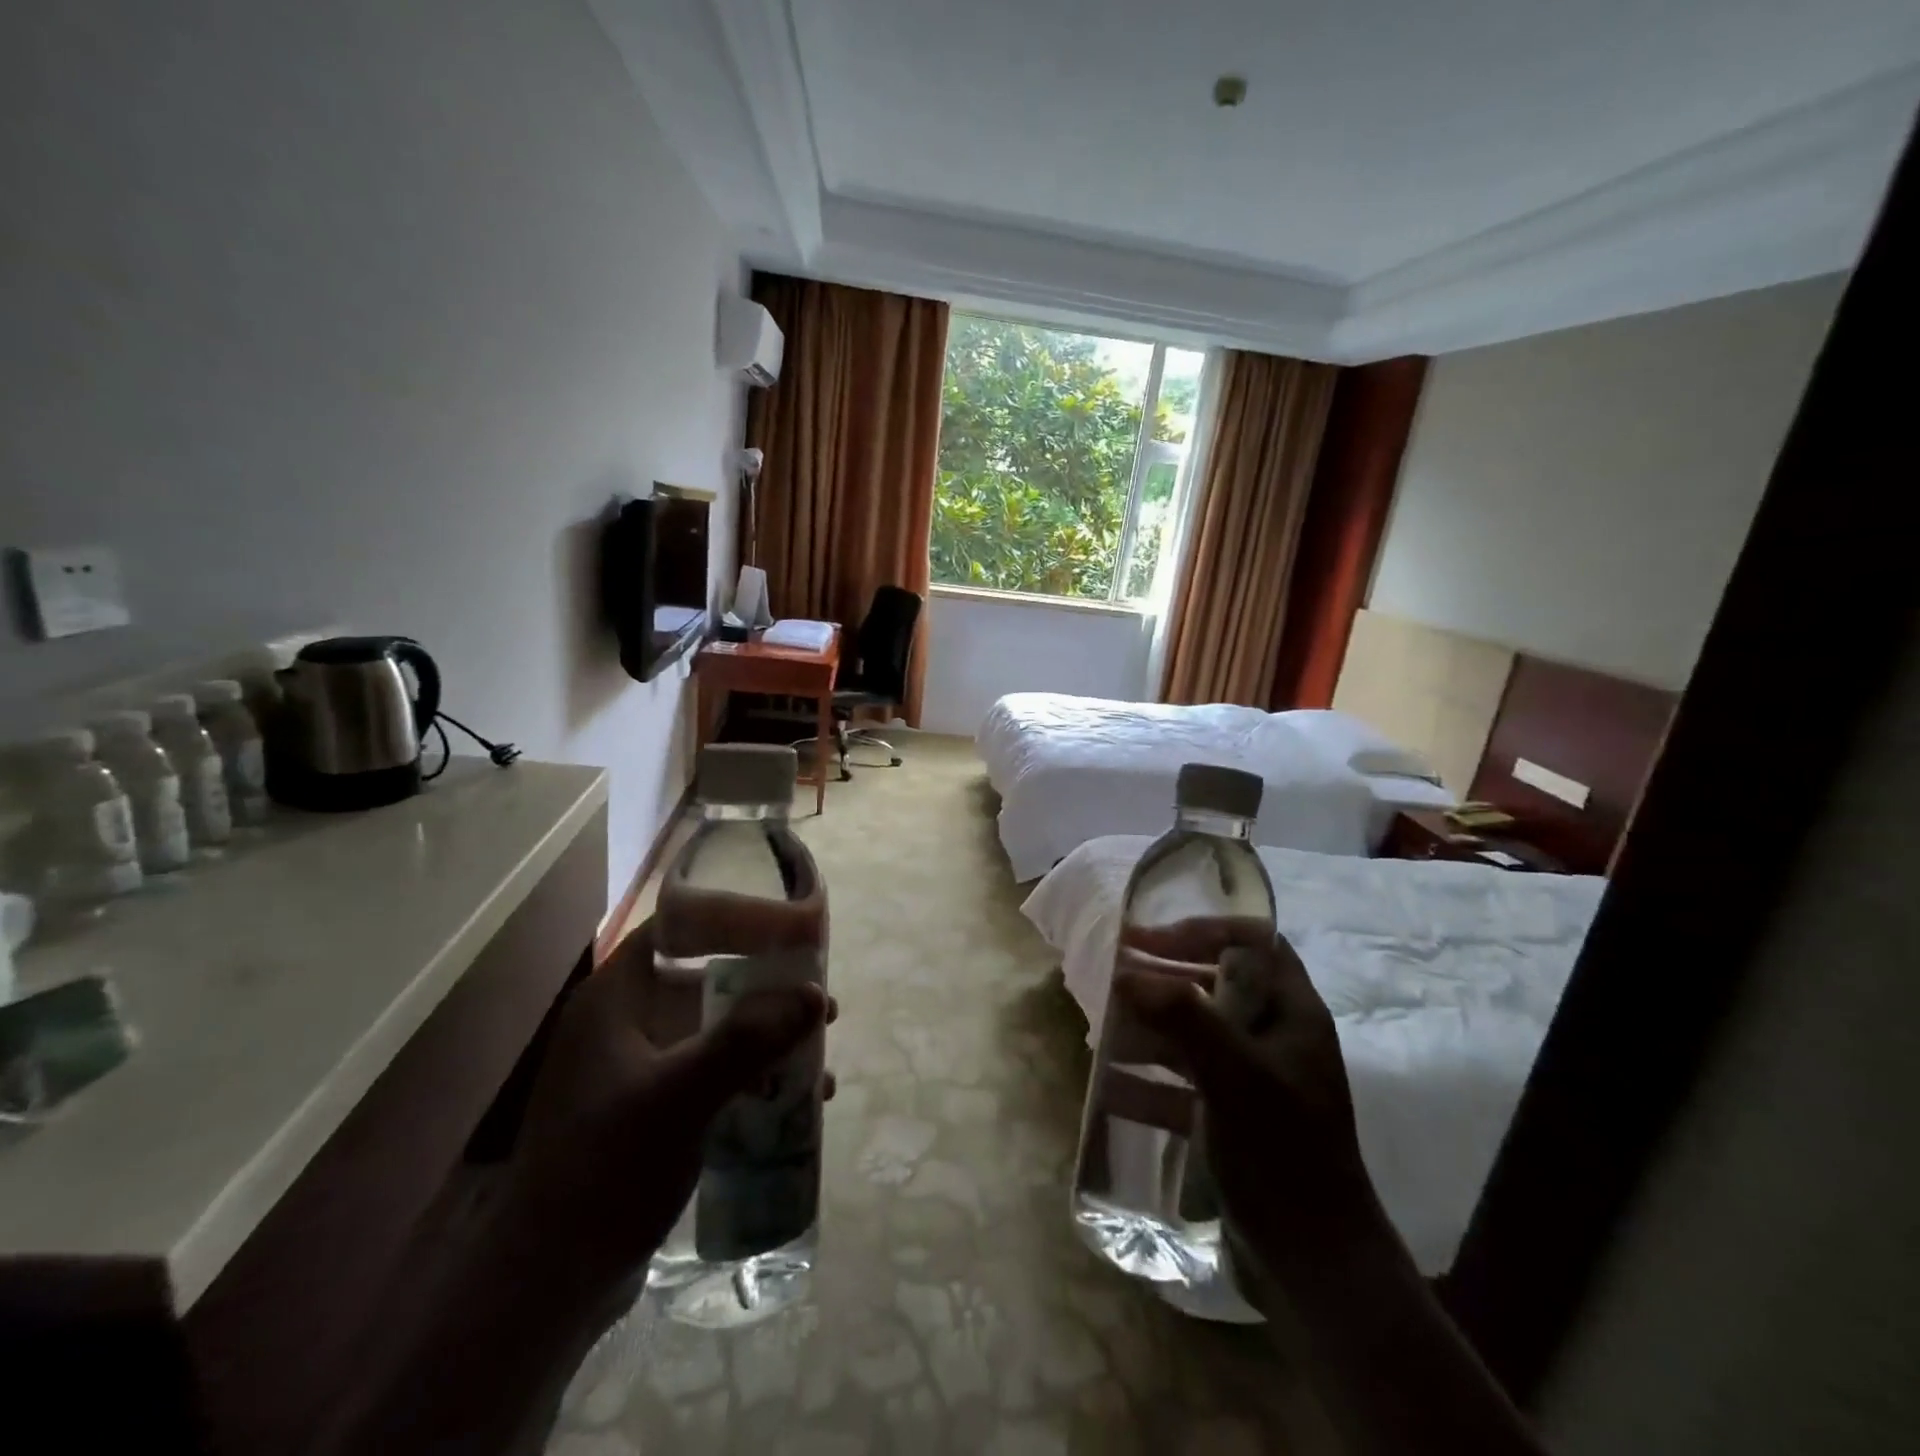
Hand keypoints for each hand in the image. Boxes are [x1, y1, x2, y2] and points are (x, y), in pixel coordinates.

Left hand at [496, 917, 832, 1303]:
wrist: (547, 1287)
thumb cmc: (605, 1171)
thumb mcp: (681, 1096)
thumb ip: (748, 1040)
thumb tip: (813, 994)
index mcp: (615, 1001)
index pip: (674, 929)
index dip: (728, 917)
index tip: (784, 926)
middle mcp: (624, 1025)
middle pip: (704, 980)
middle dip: (764, 986)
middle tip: (814, 994)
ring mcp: (636, 1071)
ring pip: (714, 1030)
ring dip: (765, 1034)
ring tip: (818, 1046)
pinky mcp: (651, 1112)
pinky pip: (712, 1074)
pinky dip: (752, 1076)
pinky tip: (796, 1100)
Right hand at [1114, 924, 1375, 1280]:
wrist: (1314, 1263)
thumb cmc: (1283, 1151)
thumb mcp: (1235, 1075)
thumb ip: (1184, 1016)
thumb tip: (1126, 971)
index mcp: (1292, 1014)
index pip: (1254, 943)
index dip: (1204, 930)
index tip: (1152, 938)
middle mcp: (1275, 1038)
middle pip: (1218, 985)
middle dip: (1167, 978)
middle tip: (1117, 976)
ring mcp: (1255, 1080)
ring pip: (1198, 1034)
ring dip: (1153, 1027)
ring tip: (1107, 1026)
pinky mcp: (1234, 1117)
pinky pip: (1187, 1082)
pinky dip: (1152, 1079)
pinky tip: (1113, 1086)